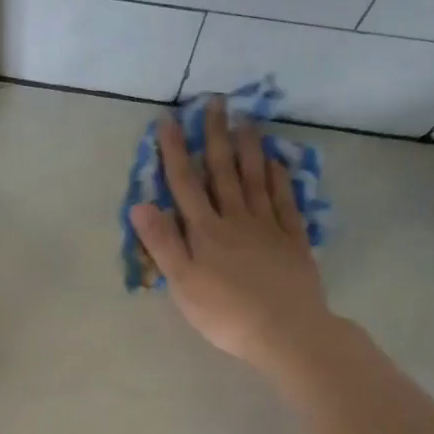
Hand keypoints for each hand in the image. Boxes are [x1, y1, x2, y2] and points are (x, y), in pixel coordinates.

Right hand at [128, 96, 331, 377]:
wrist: (285, 331)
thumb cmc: (225, 314)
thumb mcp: (183, 284)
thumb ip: (163, 243)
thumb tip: (140, 203)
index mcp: (205, 232)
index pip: (185, 184)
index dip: (175, 152)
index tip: (169, 120)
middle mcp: (235, 220)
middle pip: (223, 172)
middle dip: (215, 136)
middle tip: (215, 101)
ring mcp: (268, 227)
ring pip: (255, 179)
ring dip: (249, 148)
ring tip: (246, 119)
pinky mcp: (293, 240)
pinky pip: (284, 200)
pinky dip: (279, 178)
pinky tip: (277, 161)